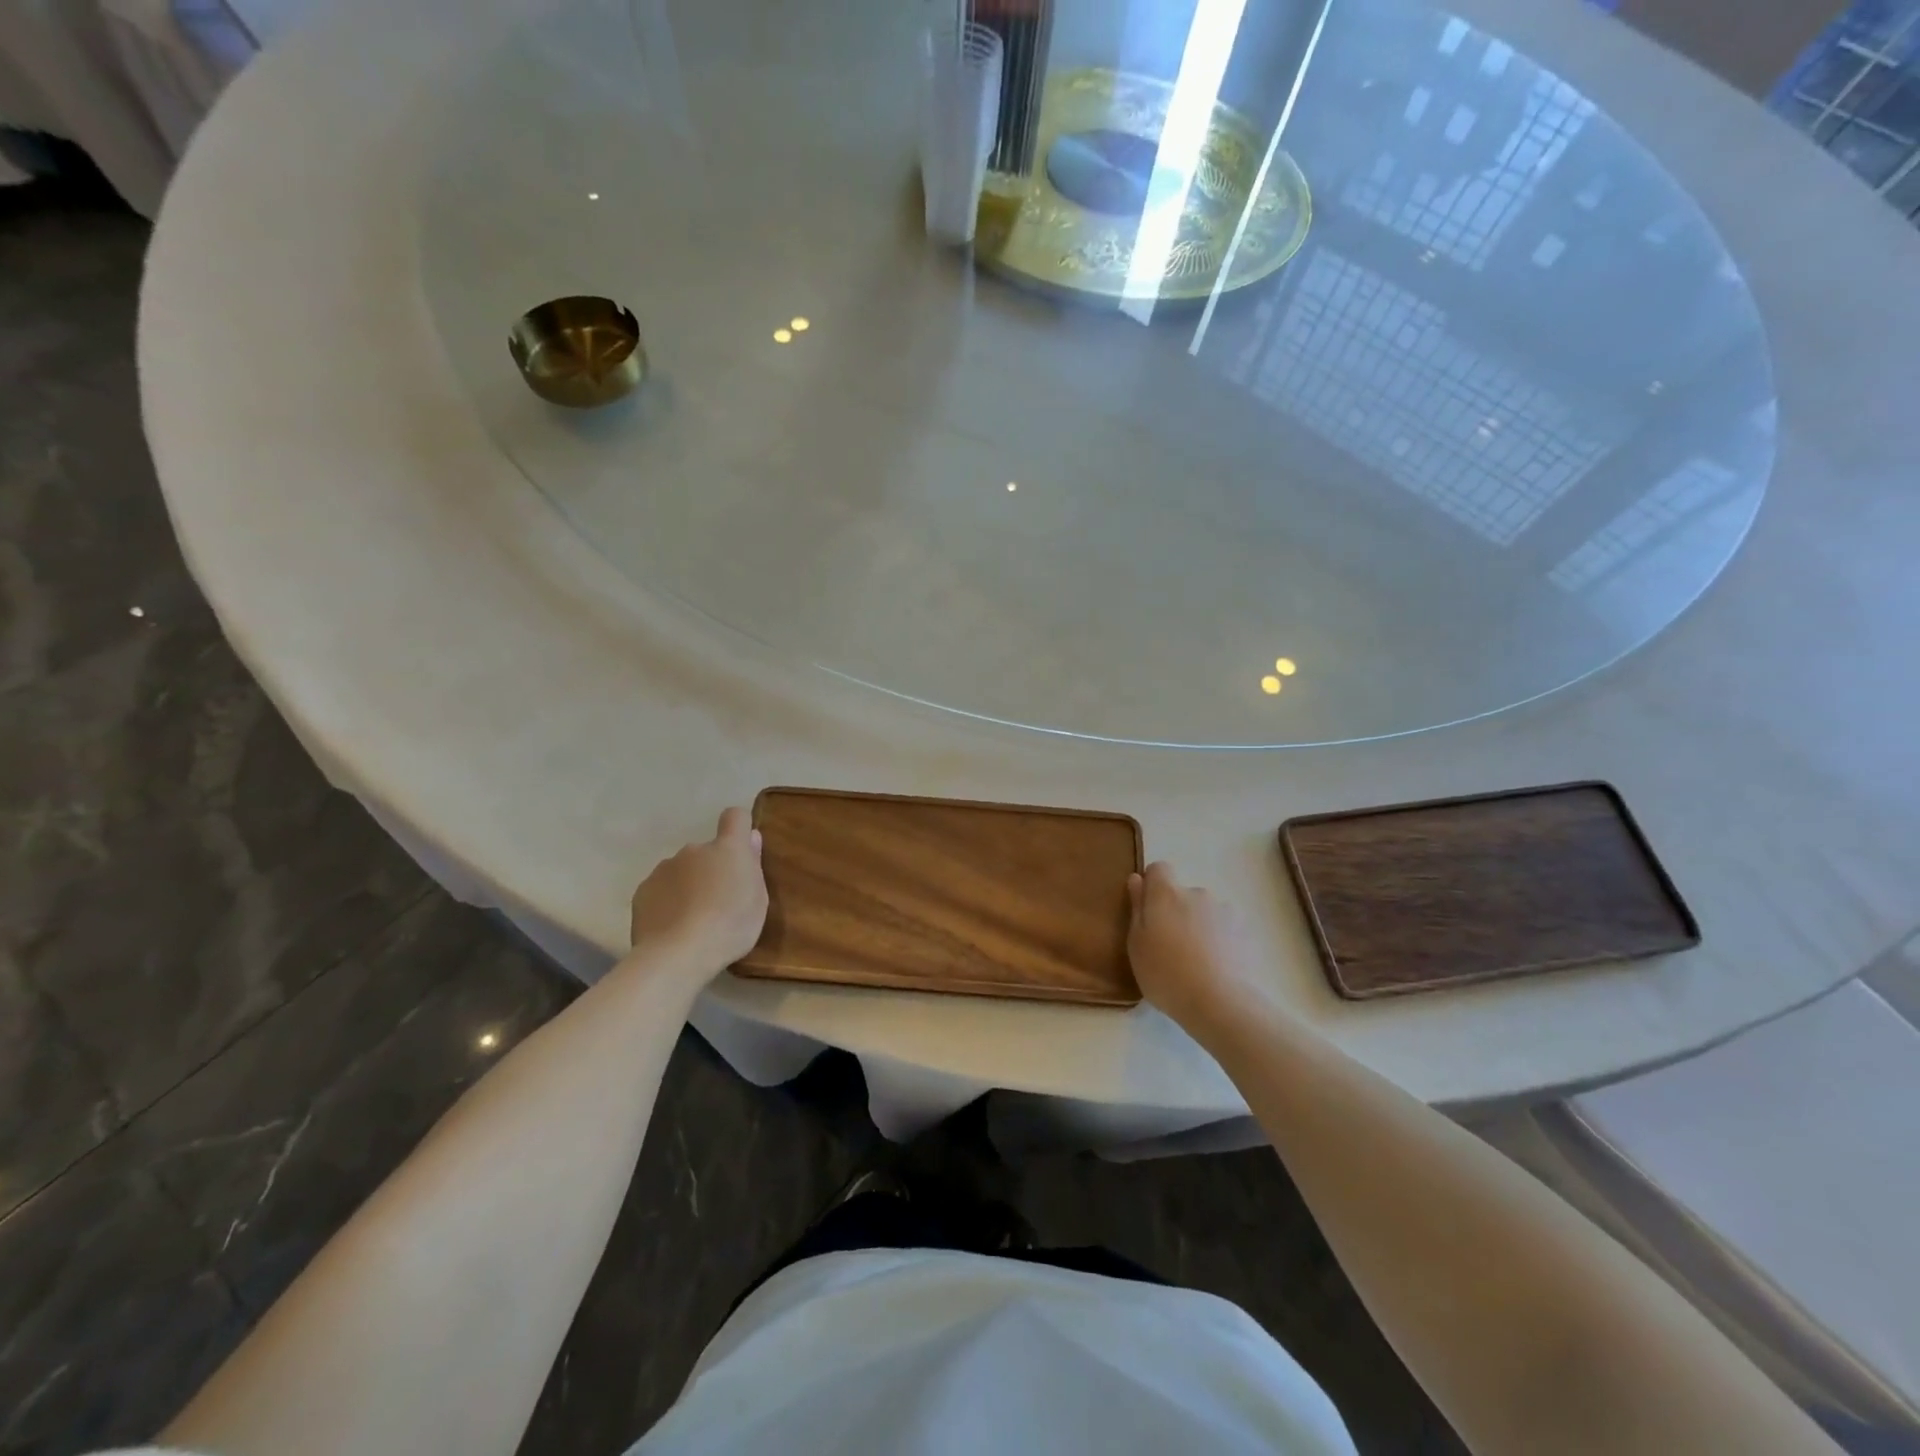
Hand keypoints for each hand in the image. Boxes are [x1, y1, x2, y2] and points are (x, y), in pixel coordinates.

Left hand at [628, 807, 768, 970]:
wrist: (677, 954)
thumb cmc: (730, 926)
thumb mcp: (758, 901)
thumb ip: (753, 865)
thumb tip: (751, 838)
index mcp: (727, 849)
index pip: (735, 817)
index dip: (740, 828)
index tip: (742, 851)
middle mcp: (694, 850)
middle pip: (707, 851)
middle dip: (712, 868)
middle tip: (718, 902)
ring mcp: (664, 868)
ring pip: (682, 870)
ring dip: (688, 884)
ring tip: (692, 919)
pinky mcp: (643, 890)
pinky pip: (661, 889)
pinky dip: (667, 901)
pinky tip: (672, 926)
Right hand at [1126, 862, 1270, 1035]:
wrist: (1220, 1003)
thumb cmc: (1166, 974)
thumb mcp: (1137, 945)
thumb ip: (1137, 907)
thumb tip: (1137, 879)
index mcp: (1166, 894)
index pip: (1159, 869)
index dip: (1153, 886)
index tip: (1149, 912)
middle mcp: (1197, 893)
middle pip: (1182, 894)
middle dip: (1176, 912)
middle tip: (1171, 946)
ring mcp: (1225, 910)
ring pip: (1205, 911)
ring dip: (1199, 926)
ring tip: (1197, 961)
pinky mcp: (1246, 930)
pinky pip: (1225, 928)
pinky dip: (1220, 940)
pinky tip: (1217, 967)